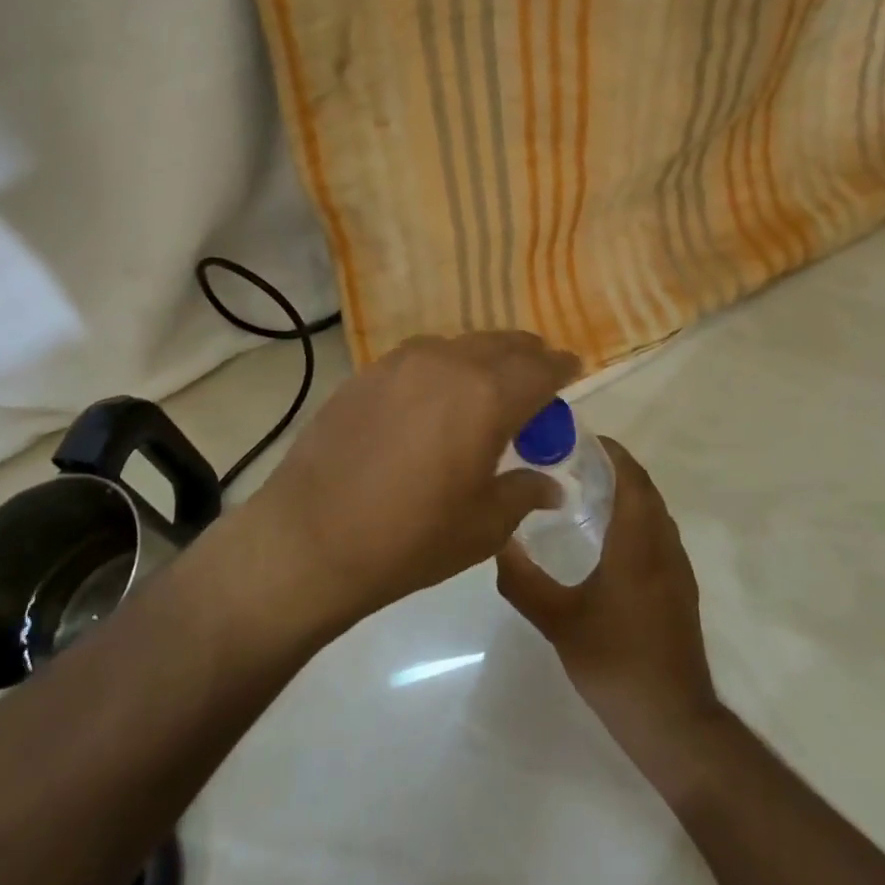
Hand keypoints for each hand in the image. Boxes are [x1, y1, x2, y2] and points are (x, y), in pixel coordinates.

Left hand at [249, 331, 580, 626]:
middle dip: (527, 357)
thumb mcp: (483, 526)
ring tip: (486, 387)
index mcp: (486, 396)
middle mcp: (447, 363)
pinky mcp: (366, 373)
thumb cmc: (410, 538)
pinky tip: (435, 398)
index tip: (573, 371)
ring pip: (459, 345)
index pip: (541, 368)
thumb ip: (524, 492)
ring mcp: (400, 363)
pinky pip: (420, 357)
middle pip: (502, 345)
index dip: (562, 368)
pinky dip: (443, 367)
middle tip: (536, 379)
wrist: (311, 538)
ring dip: (483, 359)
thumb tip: (550, 484)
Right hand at [496, 440, 721, 762]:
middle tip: (573, 461)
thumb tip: (497, 541)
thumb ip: (523, 581)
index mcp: (637, 546)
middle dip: (615, 468)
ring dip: (628, 492)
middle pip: (645, 491)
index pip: (631, 480)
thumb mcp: (558, 622)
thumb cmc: (615, 663)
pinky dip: (636, 517)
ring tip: (586, 490)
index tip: (581, 439)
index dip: (612, 453)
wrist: (673, 721)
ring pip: (655, 513)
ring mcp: (677, 570)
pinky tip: (607, 537)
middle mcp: (663, 548)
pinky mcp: (680, 590)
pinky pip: (659, 534)